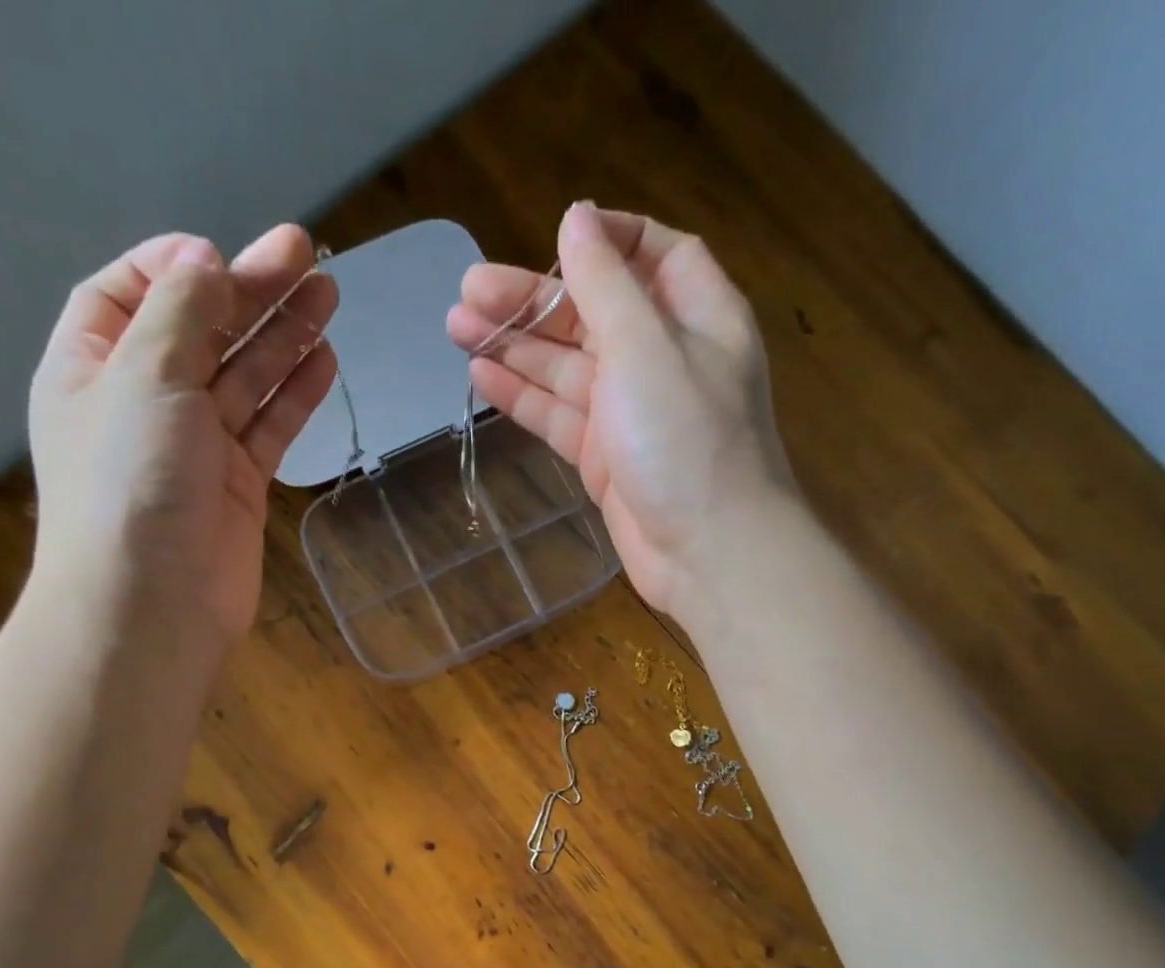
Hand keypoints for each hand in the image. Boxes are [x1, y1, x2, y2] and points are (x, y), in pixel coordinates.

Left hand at [28, 225, 337, 652]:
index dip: (179, 267)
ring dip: (283, 337)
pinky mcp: (237, 485)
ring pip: (243, 378)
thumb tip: (203, 262)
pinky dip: (293, 395)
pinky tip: (323, 360)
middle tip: (308, 256)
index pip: (132, 293)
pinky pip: (267, 427)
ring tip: (329, 297)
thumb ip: (178, 313)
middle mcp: (143, 402)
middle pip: (202, 331)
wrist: (154, 604)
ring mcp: (195, 447)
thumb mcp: (144, 377)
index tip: (226, 257)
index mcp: (94, 367)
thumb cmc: (132, 482)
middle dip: (251, 292)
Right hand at [447, 203, 793, 620]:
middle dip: (533, 299)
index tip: (554, 235)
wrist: (707, 552)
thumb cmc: (686, 439)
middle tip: (467, 292)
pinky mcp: (606, 459)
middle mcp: (663, 359)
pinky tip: (482, 377)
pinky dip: (524, 397)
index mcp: (695, 316)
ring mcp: (631, 413)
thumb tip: (577, 217)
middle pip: (592, 313)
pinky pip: (560, 416)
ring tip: (457, 327)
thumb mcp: (646, 347)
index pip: (653, 255)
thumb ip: (606, 283)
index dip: (604, 240)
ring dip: (516, 346)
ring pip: (567, 367)